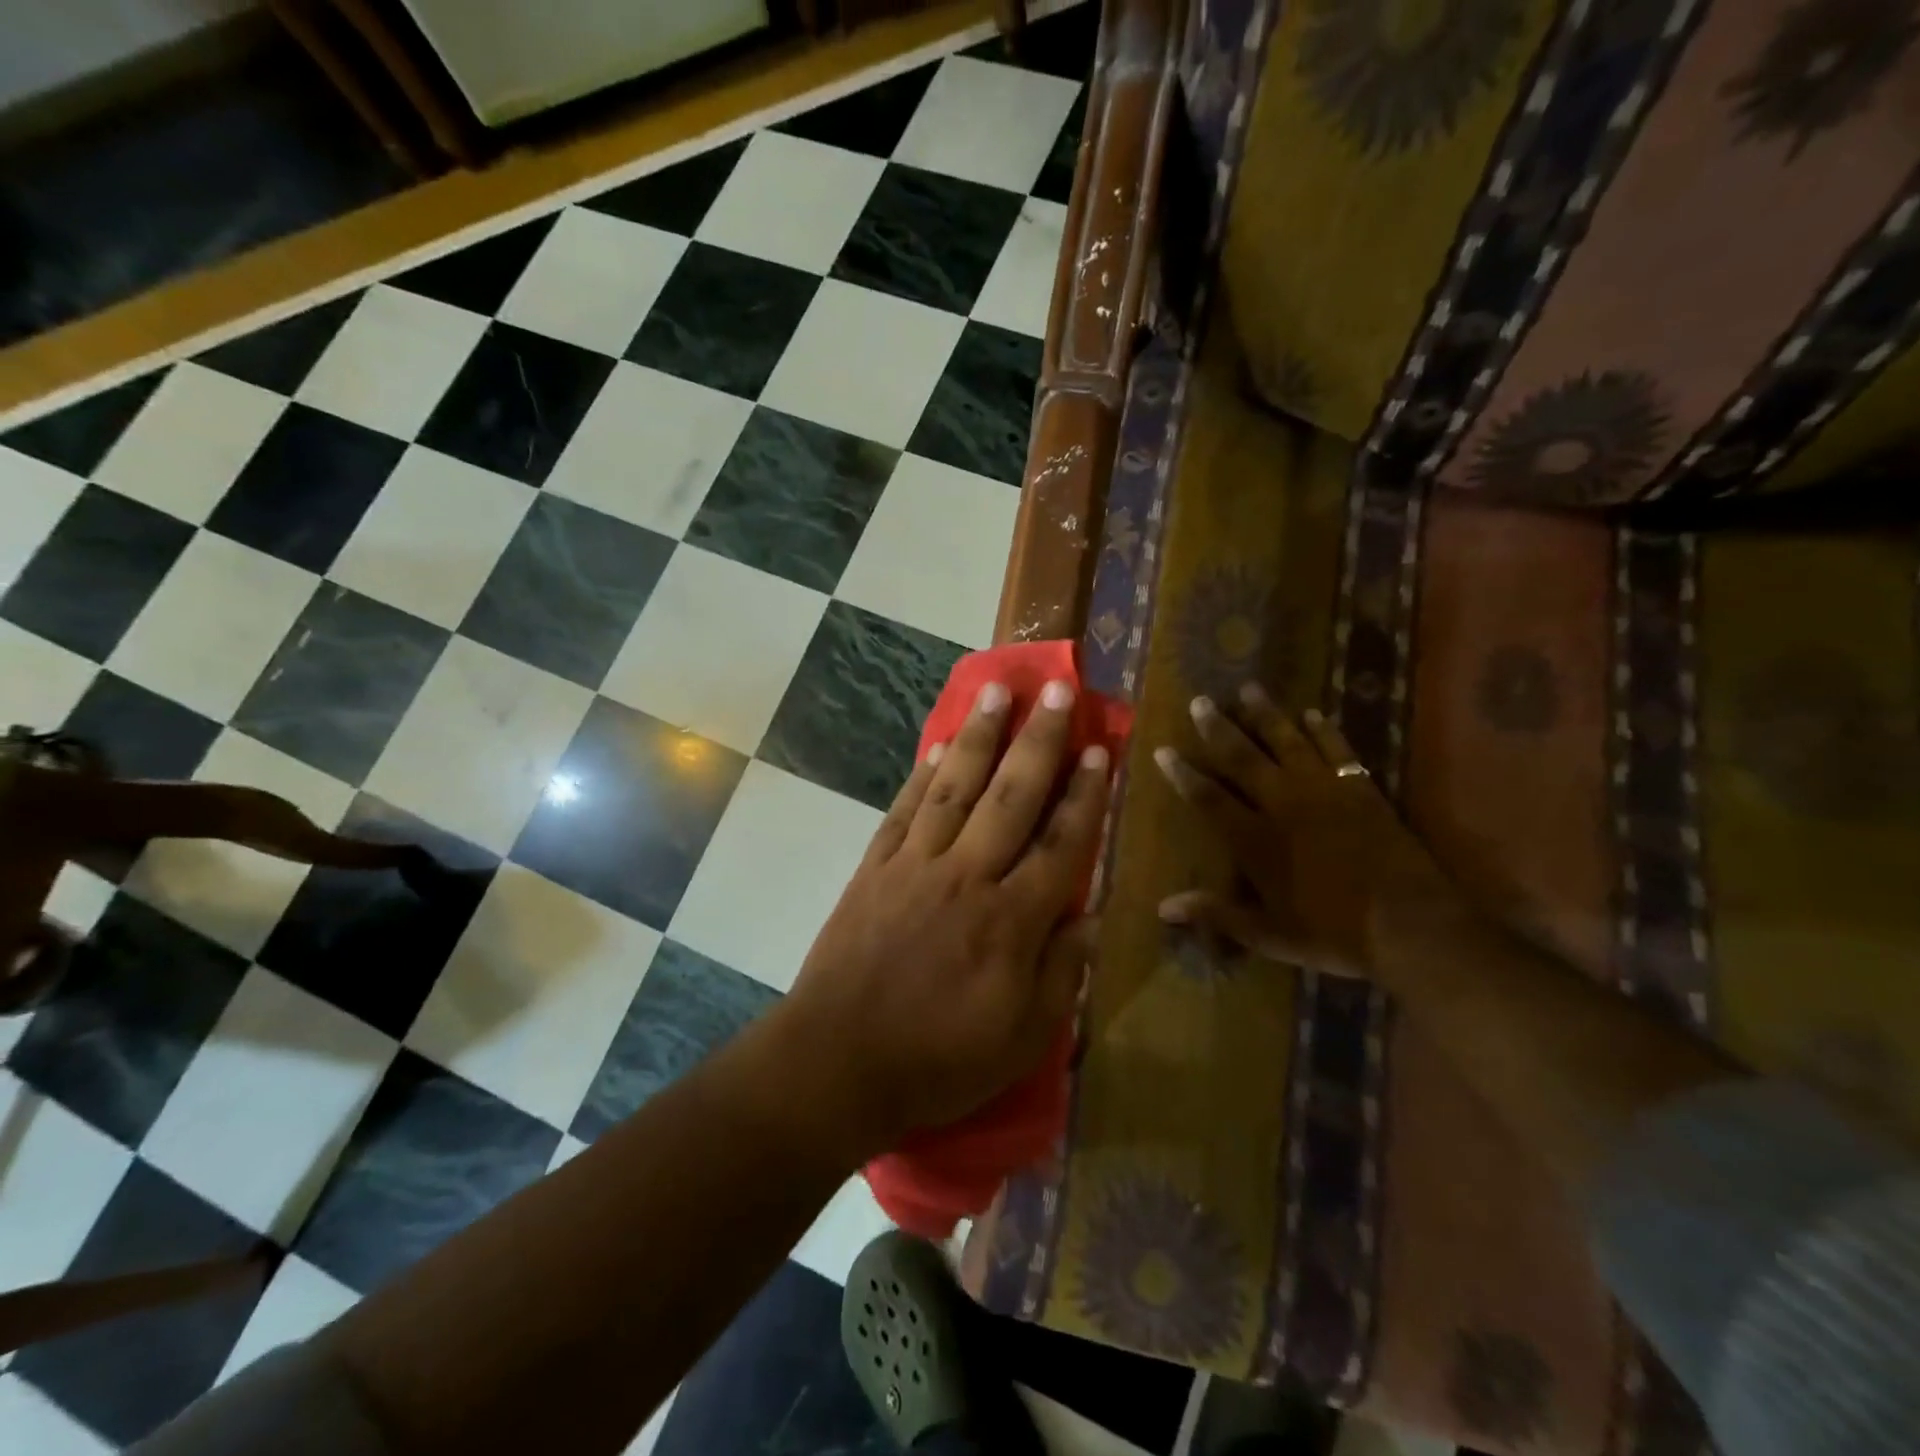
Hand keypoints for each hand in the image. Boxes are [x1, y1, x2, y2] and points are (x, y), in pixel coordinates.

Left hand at [769, 677, 1110, 1163]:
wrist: (836, 1062)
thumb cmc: (938, 1061)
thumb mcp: (1021, 1038)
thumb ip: (1061, 972)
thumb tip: (1090, 915)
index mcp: (1010, 921)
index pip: (1061, 844)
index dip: (1085, 795)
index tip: (1099, 748)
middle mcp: (967, 876)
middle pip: (1011, 796)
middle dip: (1039, 740)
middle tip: (1057, 689)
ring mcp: (914, 866)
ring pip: (955, 787)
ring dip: (979, 737)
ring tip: (996, 691)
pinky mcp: (874, 868)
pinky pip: (904, 810)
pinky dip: (922, 775)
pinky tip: (937, 745)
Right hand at [1153, 684, 1456, 981]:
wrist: (1410, 925)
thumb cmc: (1333, 933)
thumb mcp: (1268, 933)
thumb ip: (1216, 914)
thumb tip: (1163, 907)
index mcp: (1256, 840)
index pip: (1209, 798)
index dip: (1184, 774)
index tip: (1164, 750)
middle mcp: (1284, 805)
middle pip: (1244, 758)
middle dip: (1218, 729)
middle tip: (1201, 701)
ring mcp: (1324, 792)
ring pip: (1288, 742)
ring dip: (1266, 715)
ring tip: (1249, 689)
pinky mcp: (1360, 790)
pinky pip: (1337, 750)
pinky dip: (1324, 730)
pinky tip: (1312, 713)